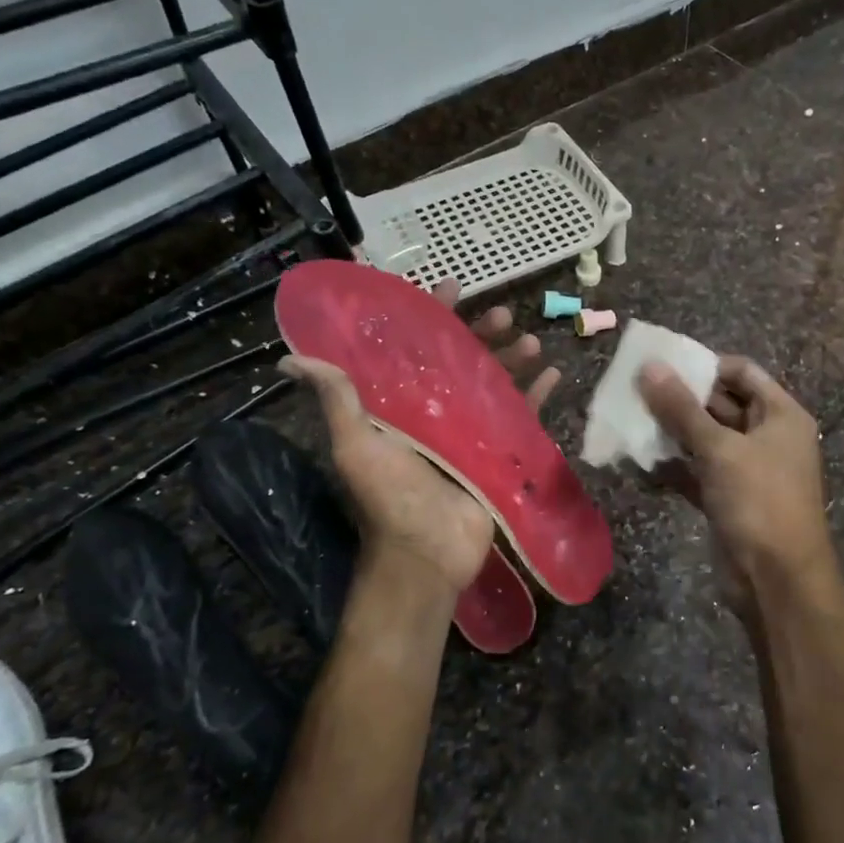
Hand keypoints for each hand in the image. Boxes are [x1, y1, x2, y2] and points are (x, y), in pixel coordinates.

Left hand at [279, 280, 559, 609]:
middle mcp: (437, 411)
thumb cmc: (389, 497)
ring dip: (514, 359)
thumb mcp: (356, 445)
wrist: (427, 555)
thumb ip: (338, 399)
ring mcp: (472, 432)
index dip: (433, 316)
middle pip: (463, 360)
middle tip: (502, 314)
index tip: (452, 288)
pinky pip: (523, 417)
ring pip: (496, 383)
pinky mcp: (499, 453)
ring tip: (532, 342)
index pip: (417, 348)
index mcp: (402, 404)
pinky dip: (539, 396)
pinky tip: (554, 375)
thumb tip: (289, 359)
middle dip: (483, 333)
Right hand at [637, 356, 837, 599]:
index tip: (663, 366)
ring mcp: (747, 470)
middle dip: (680, 399)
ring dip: (671, 432)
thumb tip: (649, 367)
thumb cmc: (759, 501)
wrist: (777, 581)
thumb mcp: (719, 449)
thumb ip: (681, 408)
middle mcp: (767, 436)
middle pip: (721, 404)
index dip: (705, 365)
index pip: (742, 372)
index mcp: (780, 415)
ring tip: (629, 420)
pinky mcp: (728, 498)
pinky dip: (672, 466)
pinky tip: (638, 460)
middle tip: (635, 390)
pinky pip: (697, 471)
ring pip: (705, 439)